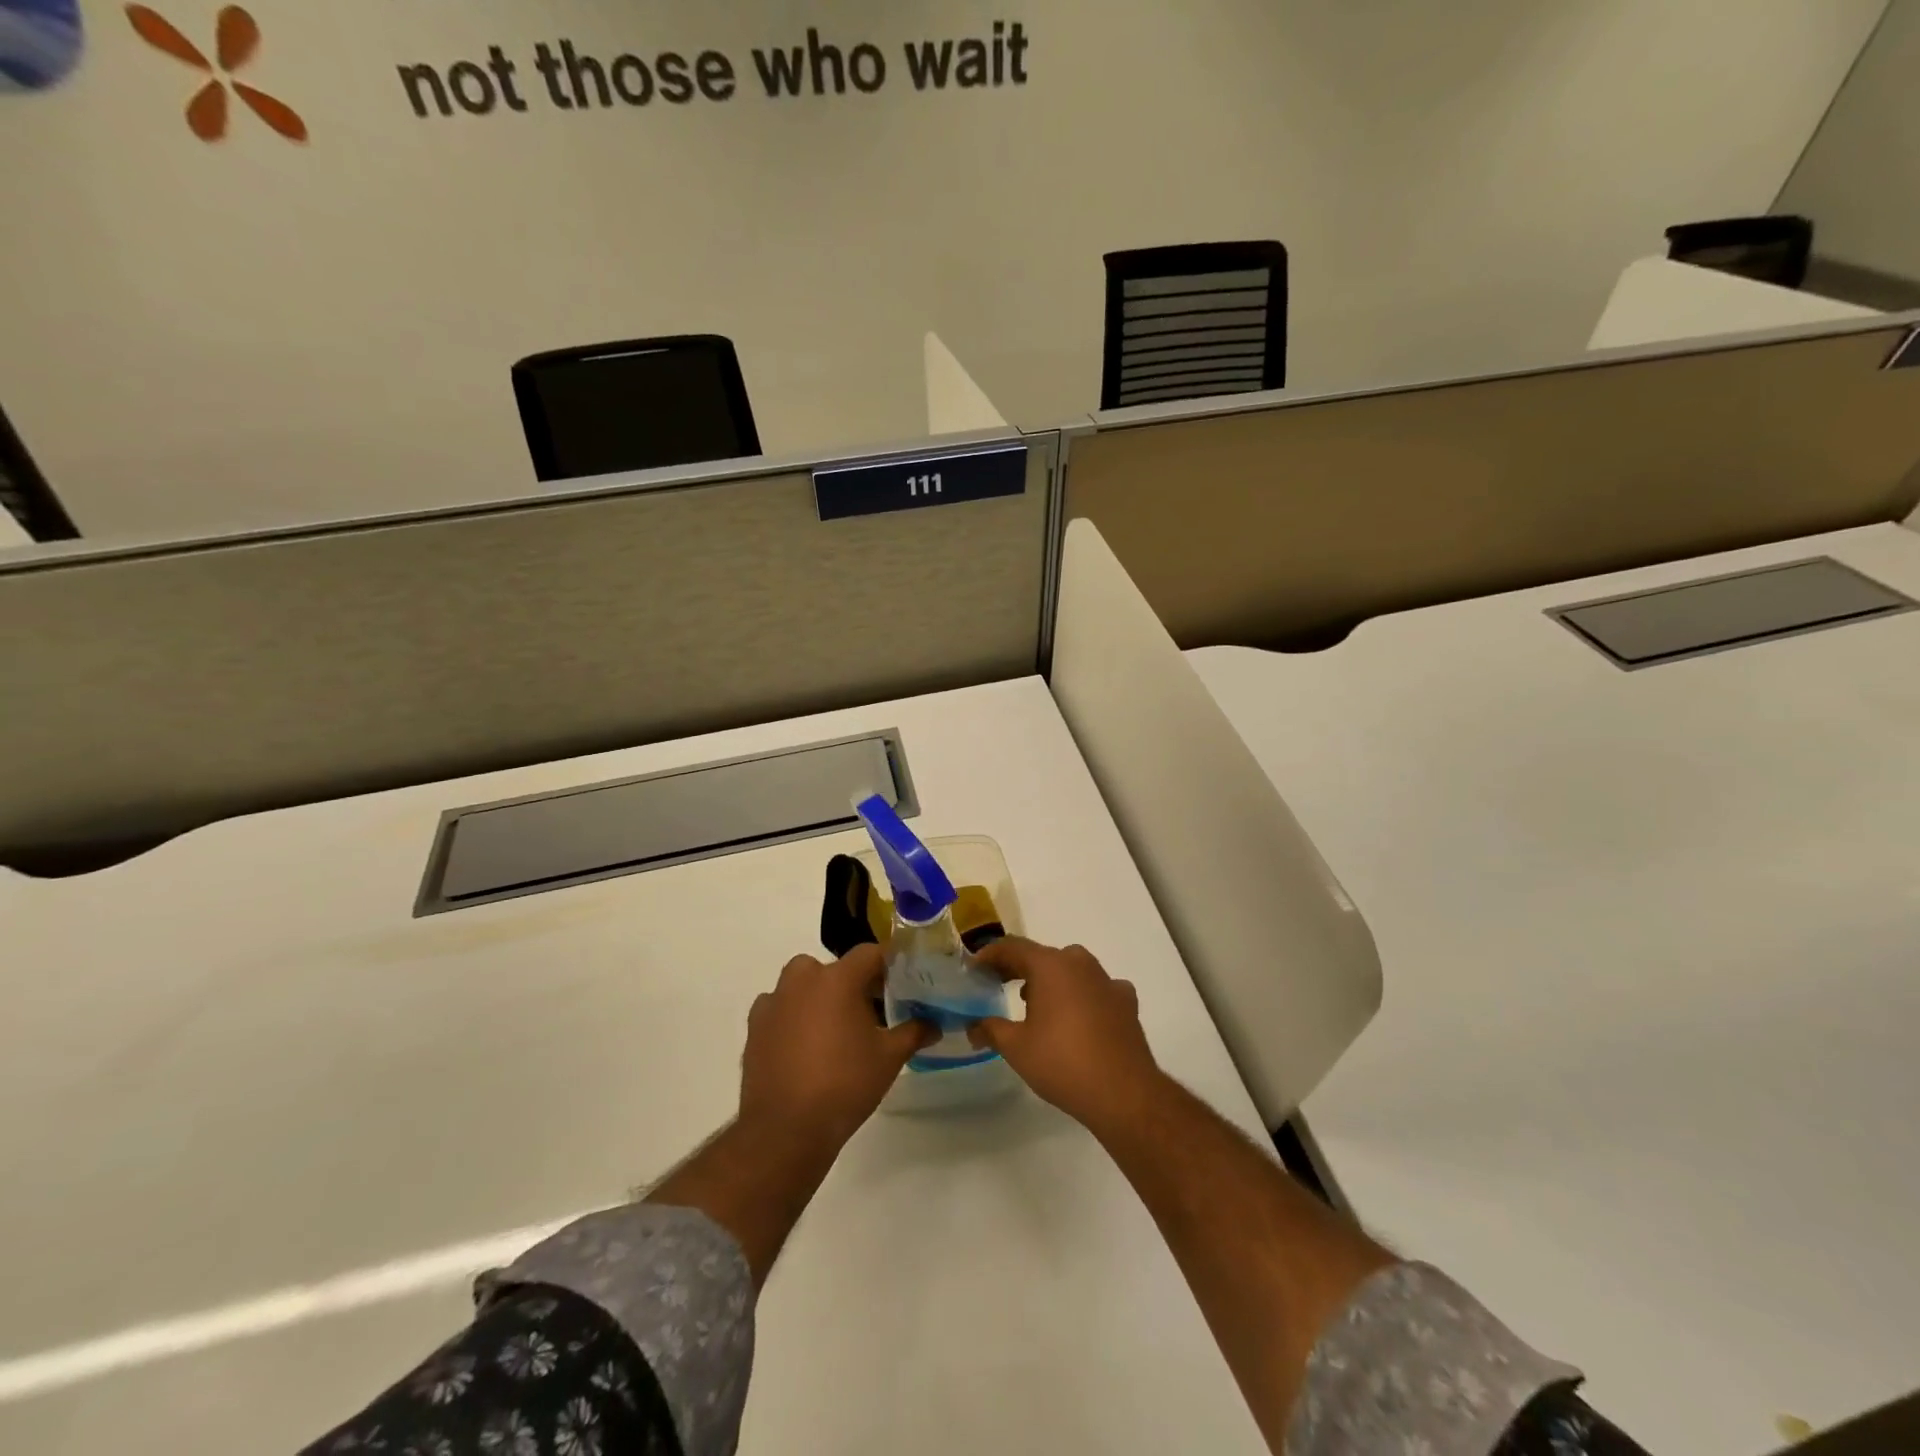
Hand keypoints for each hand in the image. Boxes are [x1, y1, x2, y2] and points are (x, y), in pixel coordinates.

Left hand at [739, 944, 932, 1149]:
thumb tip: (933, 1024)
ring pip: (803, 985)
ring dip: (819, 998)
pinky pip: (780, 1009)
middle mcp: (802, 979)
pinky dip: (793, 1018)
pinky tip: (805, 1047)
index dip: (888, 965)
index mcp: (838, 978)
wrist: (786, 1129)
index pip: (870, 953)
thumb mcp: (889, 1058)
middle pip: (834, 968)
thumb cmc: (844, 1084)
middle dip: (852, 983)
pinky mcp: (755, 1026)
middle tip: (869, 1011)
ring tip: (835, 1031)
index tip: (901, 983)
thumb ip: (913, 1033)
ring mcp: (774, 1001)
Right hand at [967, 938, 1164, 1133]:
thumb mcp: (1016, 1048)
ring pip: (1071, 968)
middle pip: (1042, 956)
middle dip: (1017, 967)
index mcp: (1050, 966)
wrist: (1124, 1093)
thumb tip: (973, 1027)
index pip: (1012, 947)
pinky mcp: (1125, 1001)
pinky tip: (1078, 1015)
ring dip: (1050, 979)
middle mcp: (1079, 963)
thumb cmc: (1062, 1063)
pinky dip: (1082, 994)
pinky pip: (1097, 987)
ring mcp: (1107, 980)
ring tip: (1034, 1001)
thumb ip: (991, 1029)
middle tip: (997, 984)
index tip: (974, 968)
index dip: (990, 955)